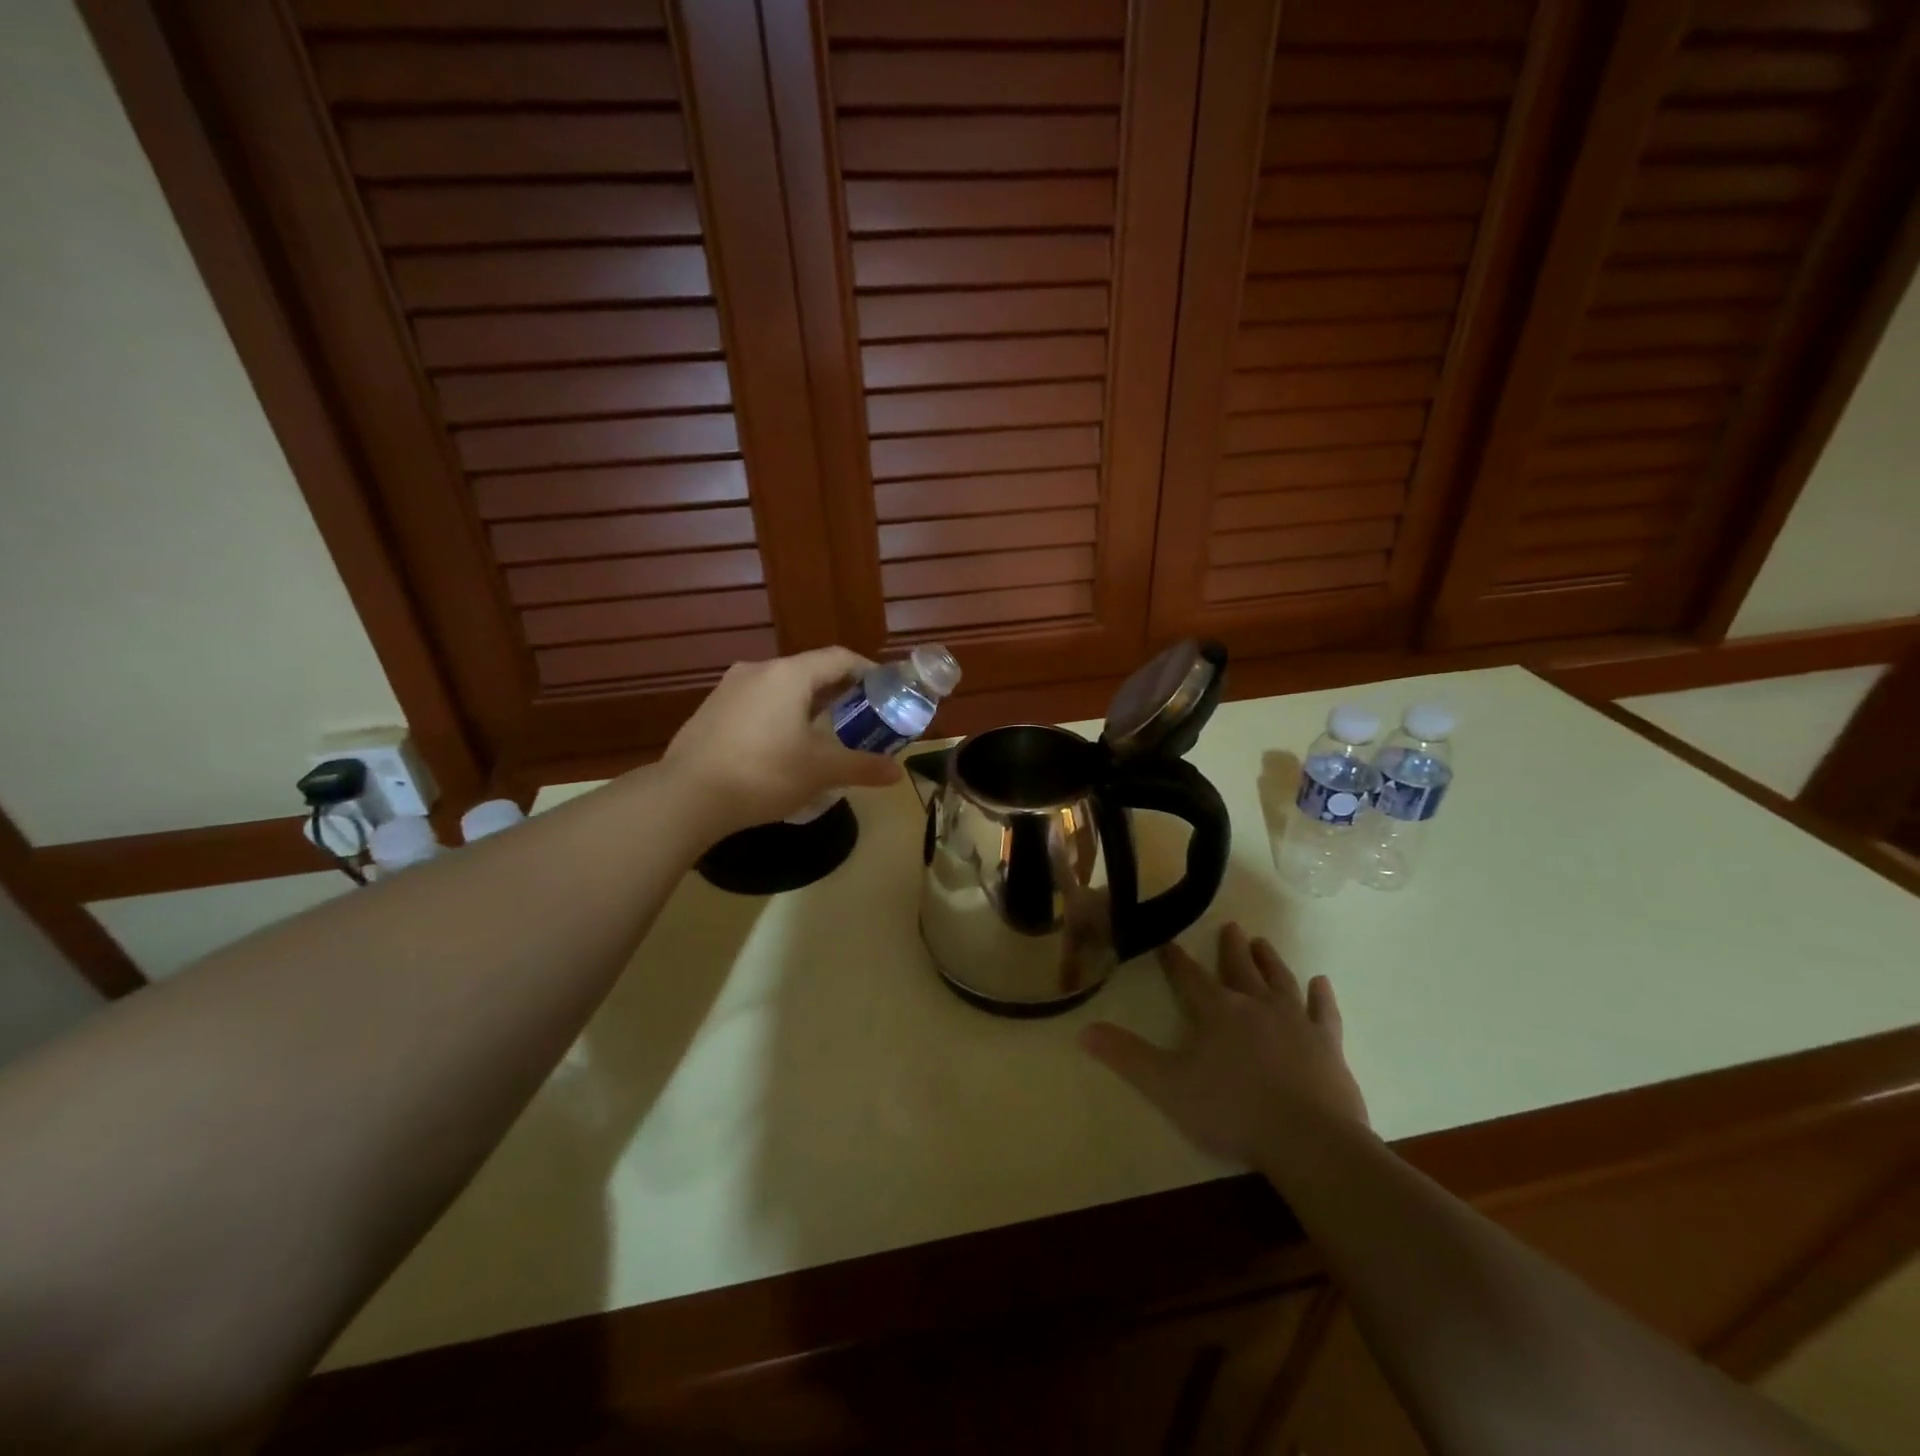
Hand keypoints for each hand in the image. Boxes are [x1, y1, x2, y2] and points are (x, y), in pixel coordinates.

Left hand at [663, 647, 906, 836]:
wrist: (685, 797)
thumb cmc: (763, 773)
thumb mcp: (821, 771)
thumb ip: (862, 766)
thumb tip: (897, 773)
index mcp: (789, 674)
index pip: (839, 658)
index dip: (868, 672)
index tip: (886, 692)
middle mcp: (758, 670)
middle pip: (810, 672)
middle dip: (839, 693)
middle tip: (861, 719)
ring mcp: (729, 689)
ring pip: (781, 689)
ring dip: (807, 706)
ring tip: (824, 736)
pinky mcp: (711, 712)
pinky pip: (757, 704)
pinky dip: (779, 717)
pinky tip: (782, 749)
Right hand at [1081, 923, 1368, 1168]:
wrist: (1309, 1140)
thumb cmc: (1232, 1111)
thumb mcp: (1167, 1086)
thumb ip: (1127, 1056)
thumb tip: (1083, 1031)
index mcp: (1217, 1011)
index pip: (1189, 976)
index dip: (1175, 960)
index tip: (1167, 942)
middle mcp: (1255, 1004)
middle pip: (1239, 968)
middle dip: (1230, 947)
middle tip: (1230, 926)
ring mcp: (1295, 1021)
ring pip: (1279, 980)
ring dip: (1269, 960)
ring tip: (1262, 942)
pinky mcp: (1327, 1044)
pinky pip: (1323, 1011)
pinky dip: (1321, 996)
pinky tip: (1320, 983)